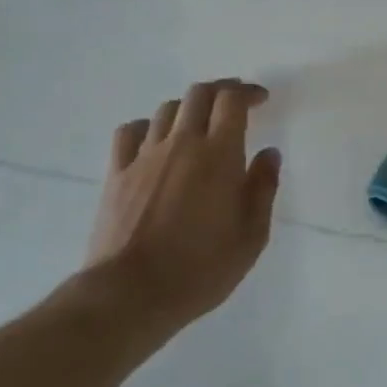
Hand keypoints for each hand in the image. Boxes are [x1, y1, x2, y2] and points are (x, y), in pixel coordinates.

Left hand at [84, 80, 281, 339]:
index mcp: (219, 154)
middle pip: (199, 94)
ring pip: (167, 110)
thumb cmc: (201, 268)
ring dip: (189, 108)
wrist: (129, 295)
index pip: (232, 100)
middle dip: (221, 90)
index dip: (248, 92)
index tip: (261, 100)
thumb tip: (269, 153)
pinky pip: (130, 132)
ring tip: (200, 124)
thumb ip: (263, 188)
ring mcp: (144, 156)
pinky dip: (147, 127)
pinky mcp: (117, 174)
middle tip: (236, 104)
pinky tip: (156, 141)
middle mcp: (182, 143)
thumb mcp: (252, 235)